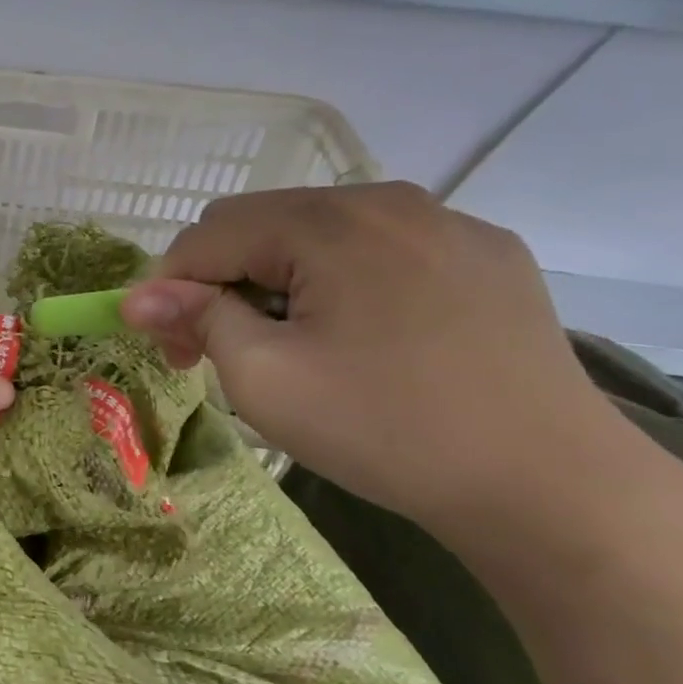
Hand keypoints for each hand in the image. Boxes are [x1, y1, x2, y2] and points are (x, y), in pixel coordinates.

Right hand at [120, 183, 631, 535]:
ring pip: (320, 235)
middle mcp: (388, 200)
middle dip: (223, 281)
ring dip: (280, 281)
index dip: (170, 288)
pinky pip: (381, 250)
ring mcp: (447, 222)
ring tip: (295, 347)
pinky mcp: (486, 255)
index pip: (208, 235)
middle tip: (224, 352)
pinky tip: (365, 339)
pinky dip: (342, 283)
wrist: (547, 483)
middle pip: (263, 224)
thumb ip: (195, 320)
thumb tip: (135, 297)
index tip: (171, 350)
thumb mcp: (264, 378)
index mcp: (330, 222)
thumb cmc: (385, 429)